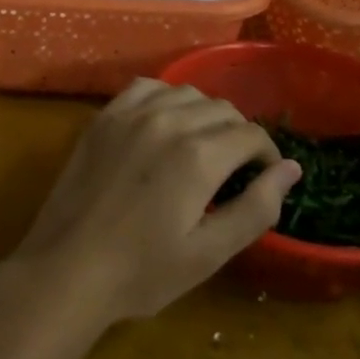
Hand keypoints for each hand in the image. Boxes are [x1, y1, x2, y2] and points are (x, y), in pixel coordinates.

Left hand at [9, 79, 300, 327]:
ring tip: (202, 146)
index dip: (265, 155)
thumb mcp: (209, 253)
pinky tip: (164, 122)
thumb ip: (256, 208)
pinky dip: (166, 98)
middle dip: (238, 134)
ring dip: (204, 114)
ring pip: (187, 93)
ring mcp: (132, 113)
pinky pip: (147, 87)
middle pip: (222, 109)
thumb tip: (291, 169)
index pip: (250, 134)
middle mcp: (169, 121)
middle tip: (234, 169)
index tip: (262, 177)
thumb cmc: (142, 271)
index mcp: (199, 155)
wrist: (68, 267)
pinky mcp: (105, 115)